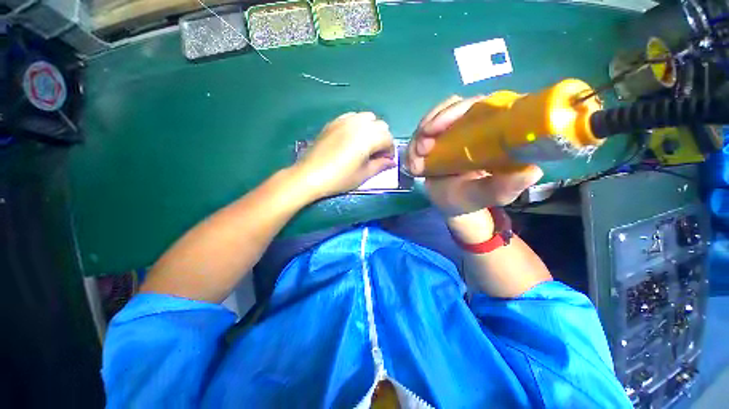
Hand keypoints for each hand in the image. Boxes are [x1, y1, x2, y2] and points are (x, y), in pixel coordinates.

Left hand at [295, 112, 394, 198]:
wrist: (310, 175)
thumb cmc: (340, 178)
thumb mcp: (363, 175)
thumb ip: (380, 165)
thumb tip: (391, 162)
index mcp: (368, 137)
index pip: (388, 138)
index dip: (390, 150)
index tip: (385, 161)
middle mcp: (358, 124)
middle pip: (380, 125)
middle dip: (382, 139)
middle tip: (376, 154)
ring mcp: (344, 120)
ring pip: (367, 118)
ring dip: (371, 129)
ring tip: (365, 145)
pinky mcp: (334, 122)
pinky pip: (352, 117)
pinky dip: (357, 125)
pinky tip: (352, 138)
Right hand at [408, 96, 542, 216]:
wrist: (451, 205)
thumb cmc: (473, 199)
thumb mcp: (491, 195)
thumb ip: (506, 187)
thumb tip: (531, 171)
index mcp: (494, 130)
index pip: (478, 105)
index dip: (454, 111)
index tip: (434, 129)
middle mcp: (473, 124)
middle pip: (450, 107)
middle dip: (431, 124)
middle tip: (421, 149)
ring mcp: (452, 131)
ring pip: (432, 119)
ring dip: (418, 138)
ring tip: (415, 163)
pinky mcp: (436, 140)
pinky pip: (421, 134)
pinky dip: (413, 147)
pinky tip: (413, 163)